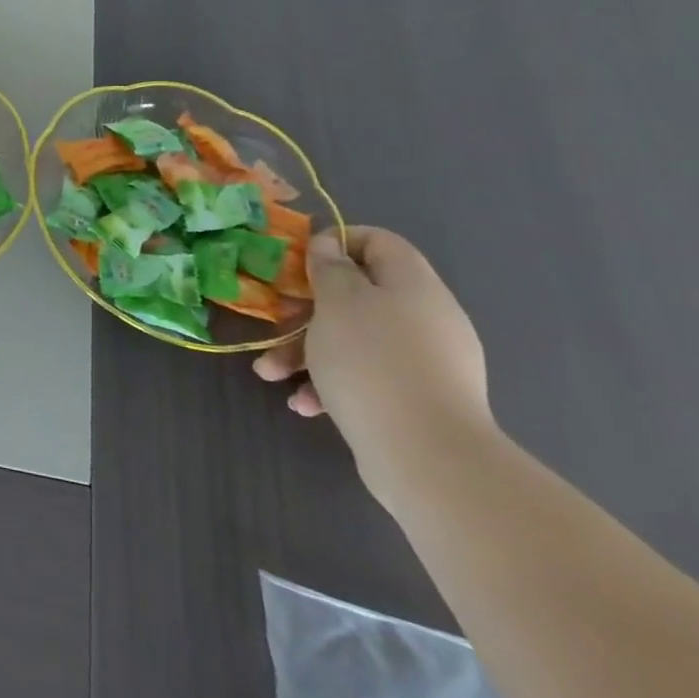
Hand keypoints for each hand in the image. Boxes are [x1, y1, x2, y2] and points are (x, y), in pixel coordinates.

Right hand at [255, 227, 492, 481]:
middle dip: (305, 309)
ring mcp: (425, 362)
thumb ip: (329, 267)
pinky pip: (367, 376)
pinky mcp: (417, 400)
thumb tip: (329, 245)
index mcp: (413, 285)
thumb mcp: (337, 301)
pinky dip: (331, 383)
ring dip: (306, 351)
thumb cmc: (372, 360)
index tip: (296, 263)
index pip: (377, 241)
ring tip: (271, 374)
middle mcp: (425, 318)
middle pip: (358, 295)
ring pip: (354, 339)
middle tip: (275, 321)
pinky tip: (305, 404)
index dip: (335, 242)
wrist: (428, 456)